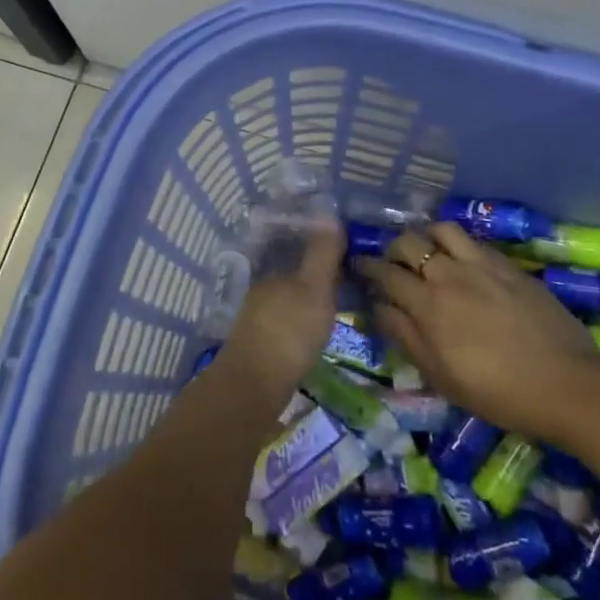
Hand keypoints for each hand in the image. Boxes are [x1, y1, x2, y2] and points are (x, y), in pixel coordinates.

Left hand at [219, 220, 343, 408]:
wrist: (254, 386)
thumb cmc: (289, 331)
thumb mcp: (314, 288)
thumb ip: (321, 253)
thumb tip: (328, 212)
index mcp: (273, 272)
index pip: (298, 252)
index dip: (320, 252)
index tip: (345, 257)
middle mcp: (261, 291)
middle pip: (291, 277)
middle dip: (313, 278)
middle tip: (345, 285)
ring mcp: (256, 319)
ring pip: (286, 301)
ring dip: (306, 302)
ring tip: (332, 310)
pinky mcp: (258, 346)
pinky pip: (284, 324)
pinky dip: (299, 324)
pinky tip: (311, 335)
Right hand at [361, 223, 599, 448]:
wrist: (568, 385)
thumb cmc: (498, 392)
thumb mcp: (441, 376)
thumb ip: (405, 336)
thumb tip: (379, 307)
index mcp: (428, 305)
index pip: (385, 273)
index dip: (367, 267)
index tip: (358, 266)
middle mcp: (449, 275)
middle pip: (408, 243)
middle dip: (392, 248)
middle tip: (392, 262)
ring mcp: (481, 265)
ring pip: (441, 230)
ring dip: (426, 236)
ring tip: (427, 250)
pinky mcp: (508, 265)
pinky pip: (473, 240)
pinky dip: (457, 243)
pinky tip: (461, 258)